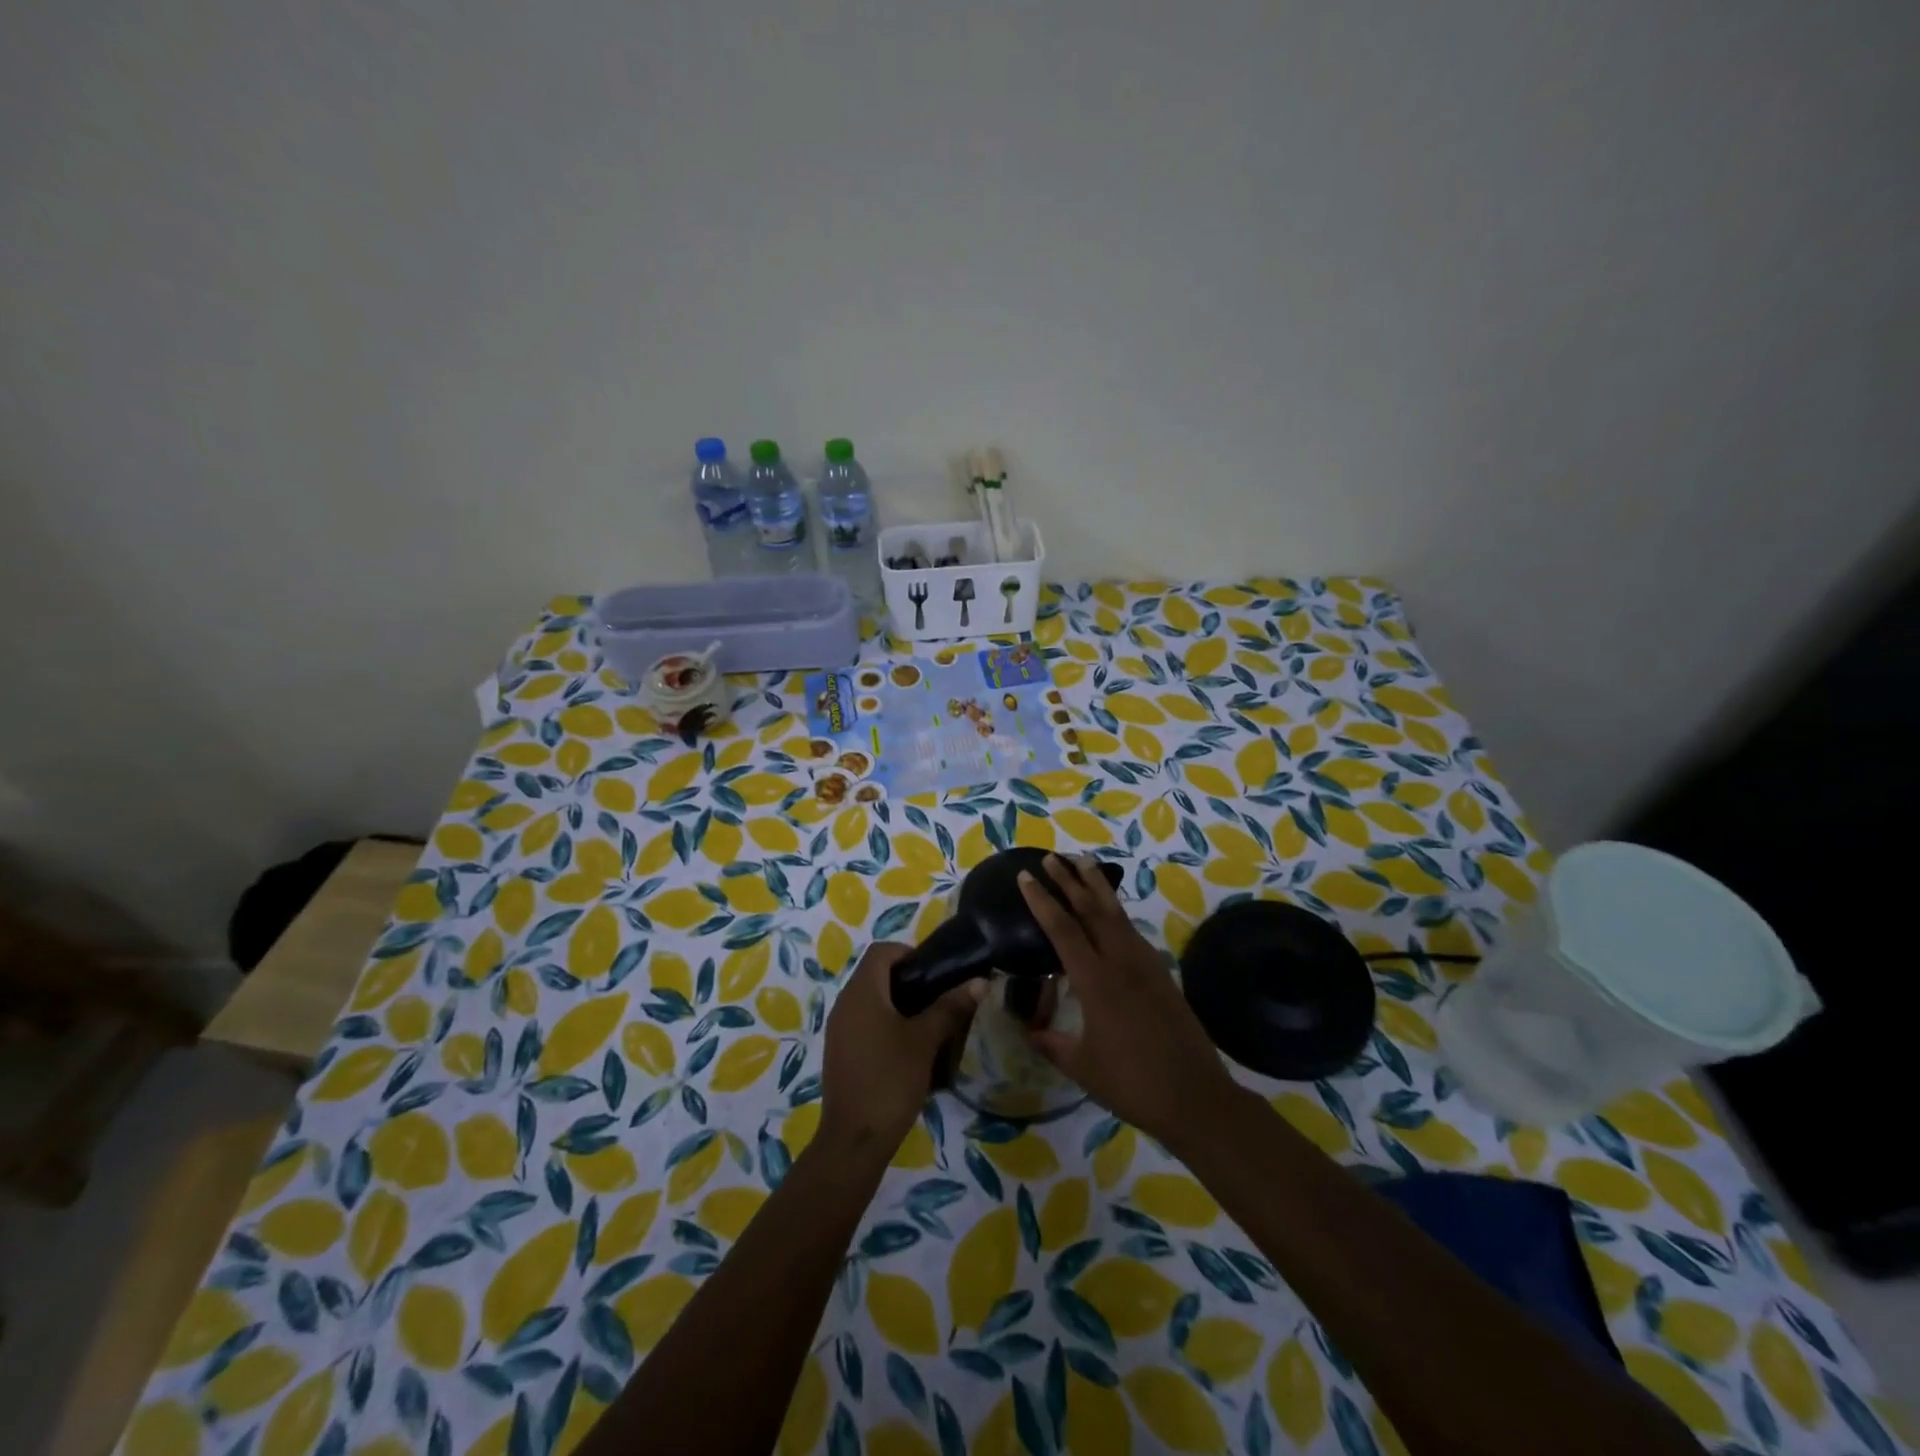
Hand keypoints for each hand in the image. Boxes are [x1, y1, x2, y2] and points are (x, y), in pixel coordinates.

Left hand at [819, 941, 982, 1155]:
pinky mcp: (840, 1052)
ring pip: (871, 1000)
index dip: (909, 953)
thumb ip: (950, 1007)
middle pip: (876, 974)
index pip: (882, 951)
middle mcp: (844, 1003)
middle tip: (940, 997)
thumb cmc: (890, 1080)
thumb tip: (980, 982)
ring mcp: (839, 1029)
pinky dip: (886, 1024)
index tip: (936, 972)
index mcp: (861, 991)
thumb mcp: (925, 1041)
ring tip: (930, 1023)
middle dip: (909, 980)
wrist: (854, 1140)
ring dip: (899, 1004)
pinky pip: (864, 1023)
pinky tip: (910, 1049)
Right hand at [1020, 854, 1240, 1145]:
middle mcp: (1121, 962)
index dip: (1042, 900)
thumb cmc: (1132, 1083)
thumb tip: (1028, 1030)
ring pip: (1117, 914)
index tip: (1025, 876)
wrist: (1194, 1096)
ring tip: (1083, 863)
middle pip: (1092, 909)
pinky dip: (1116, 912)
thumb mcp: (1082, 1066)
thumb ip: (1052, 1044)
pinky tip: (1110, 913)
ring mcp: (1145, 964)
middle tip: (1052, 857)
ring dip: (1097, 886)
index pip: (1062, 929)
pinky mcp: (1161, 973)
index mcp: (1095, 981)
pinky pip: (1132, 931)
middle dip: (1070, 879)